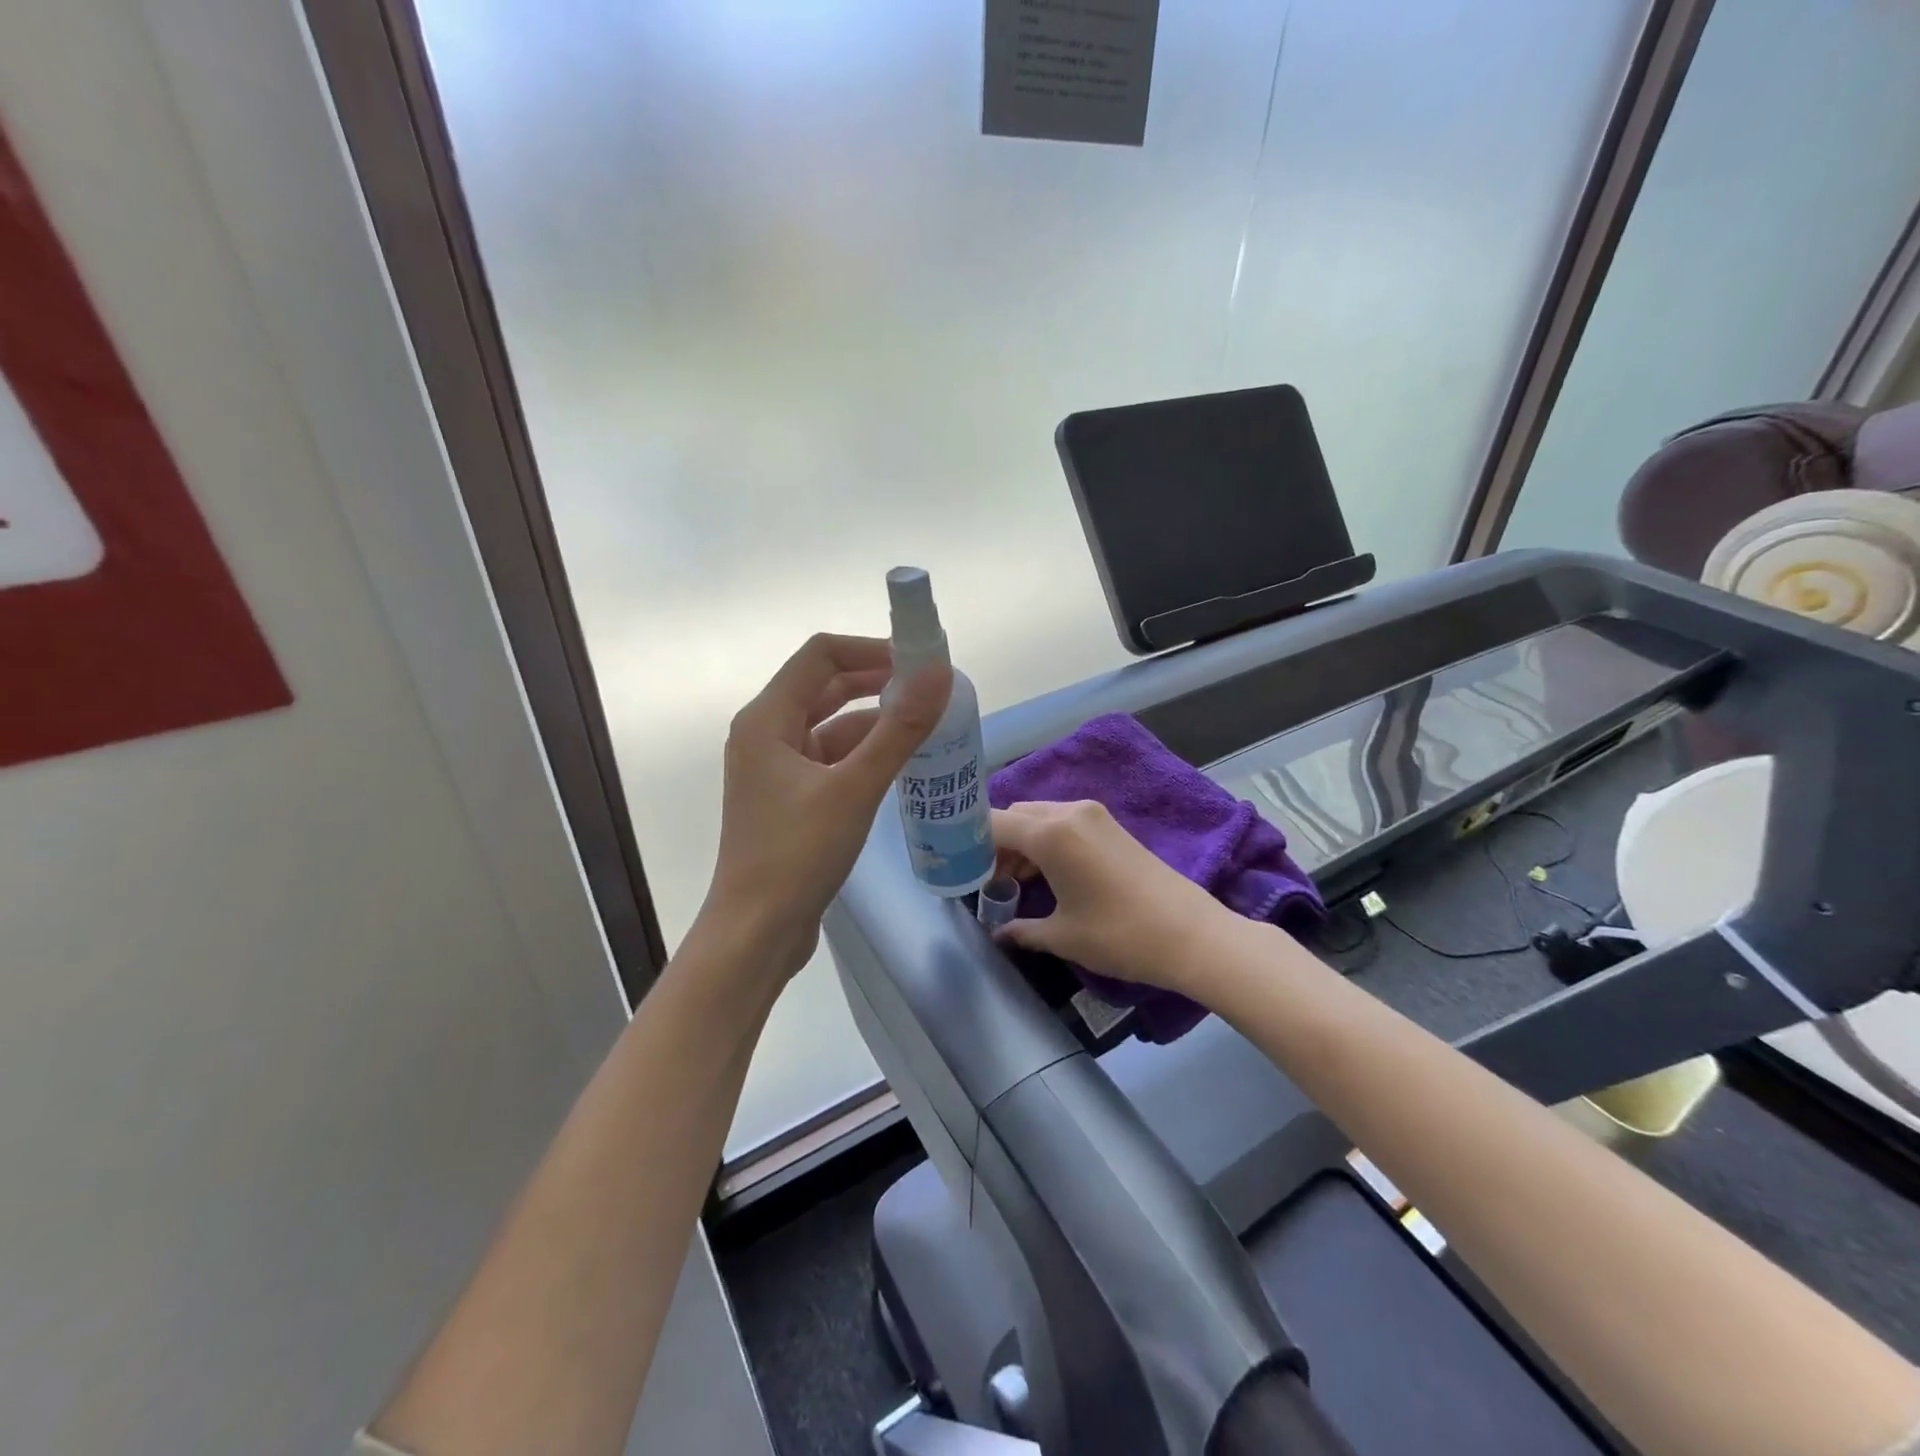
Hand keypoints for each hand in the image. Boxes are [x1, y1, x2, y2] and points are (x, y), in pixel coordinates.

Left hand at [697, 634, 950, 983]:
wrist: (757, 932)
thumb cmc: (797, 854)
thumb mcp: (854, 788)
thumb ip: (899, 729)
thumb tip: (938, 673)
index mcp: (767, 719)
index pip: (821, 656)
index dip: (870, 649)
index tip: (919, 662)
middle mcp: (765, 734)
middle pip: (825, 687)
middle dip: (877, 682)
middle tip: (930, 690)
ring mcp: (775, 769)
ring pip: (830, 726)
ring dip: (874, 721)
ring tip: (926, 725)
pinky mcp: (789, 799)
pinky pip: (830, 759)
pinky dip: (863, 754)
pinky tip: (900, 764)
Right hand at [990, 800, 1225, 990]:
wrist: (1191, 934)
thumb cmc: (1120, 935)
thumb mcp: (1063, 936)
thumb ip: (1022, 929)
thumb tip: (999, 933)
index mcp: (1050, 833)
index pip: (993, 824)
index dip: (969, 845)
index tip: (958, 870)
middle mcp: (1068, 812)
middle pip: (1015, 816)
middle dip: (996, 844)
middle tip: (989, 881)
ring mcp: (1093, 815)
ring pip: (1039, 817)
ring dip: (1021, 843)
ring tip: (1015, 882)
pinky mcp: (1109, 825)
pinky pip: (1062, 823)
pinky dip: (1045, 842)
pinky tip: (1046, 876)